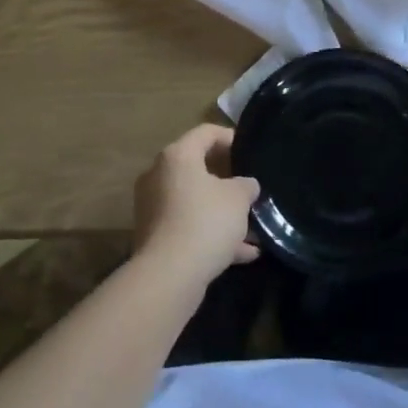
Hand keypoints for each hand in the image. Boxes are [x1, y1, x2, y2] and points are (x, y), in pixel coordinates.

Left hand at [133, 124, 259, 288]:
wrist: (169, 275)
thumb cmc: (205, 221)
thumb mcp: (238, 198)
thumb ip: (245, 185)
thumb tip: (245, 185)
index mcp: (177, 156)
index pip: (206, 133)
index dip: (230, 137)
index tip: (249, 151)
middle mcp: (159, 176)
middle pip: (197, 168)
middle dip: (227, 181)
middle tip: (250, 188)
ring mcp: (154, 207)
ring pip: (195, 202)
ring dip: (223, 214)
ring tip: (254, 228)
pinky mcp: (155, 236)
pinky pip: (189, 227)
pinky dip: (212, 236)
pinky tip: (244, 253)